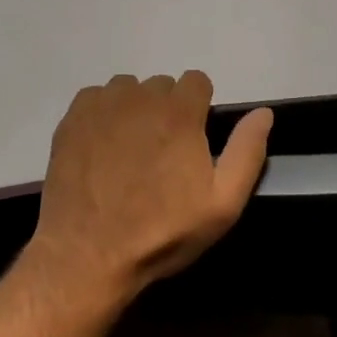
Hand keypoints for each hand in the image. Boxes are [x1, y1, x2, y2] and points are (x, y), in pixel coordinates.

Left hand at [28, 72, 272, 306]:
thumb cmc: (162, 231)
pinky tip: (102, 147)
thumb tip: (263, 112)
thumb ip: (247, 152)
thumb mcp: (222, 204)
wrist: (87, 255)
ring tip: (130, 149)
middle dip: (167, 110)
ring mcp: (103, 106)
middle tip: (161, 152)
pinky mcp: (72, 119)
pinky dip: (103, 113)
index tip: (193, 139)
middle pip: (162, 85)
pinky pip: (96, 97)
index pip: (197, 81)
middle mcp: (141, 97)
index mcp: (180, 113)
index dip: (199, 108)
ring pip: (128, 89)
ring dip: (134, 109)